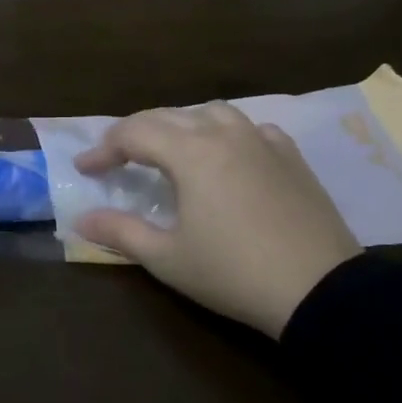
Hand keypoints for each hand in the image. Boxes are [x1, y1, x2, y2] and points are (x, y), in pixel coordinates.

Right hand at [73, 103, 360, 338]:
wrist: (319, 289)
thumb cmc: (234, 273)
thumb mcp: (168, 258)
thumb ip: (120, 232)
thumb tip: (81, 219)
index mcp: (191, 152)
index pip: (135, 134)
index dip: (104, 149)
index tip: (85, 169)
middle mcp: (225, 134)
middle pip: (169, 116)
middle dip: (135, 132)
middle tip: (116, 157)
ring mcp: (262, 141)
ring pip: (211, 113)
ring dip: (181, 125)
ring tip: (169, 150)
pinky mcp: (291, 156)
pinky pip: (249, 129)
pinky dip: (225, 134)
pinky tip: (227, 156)